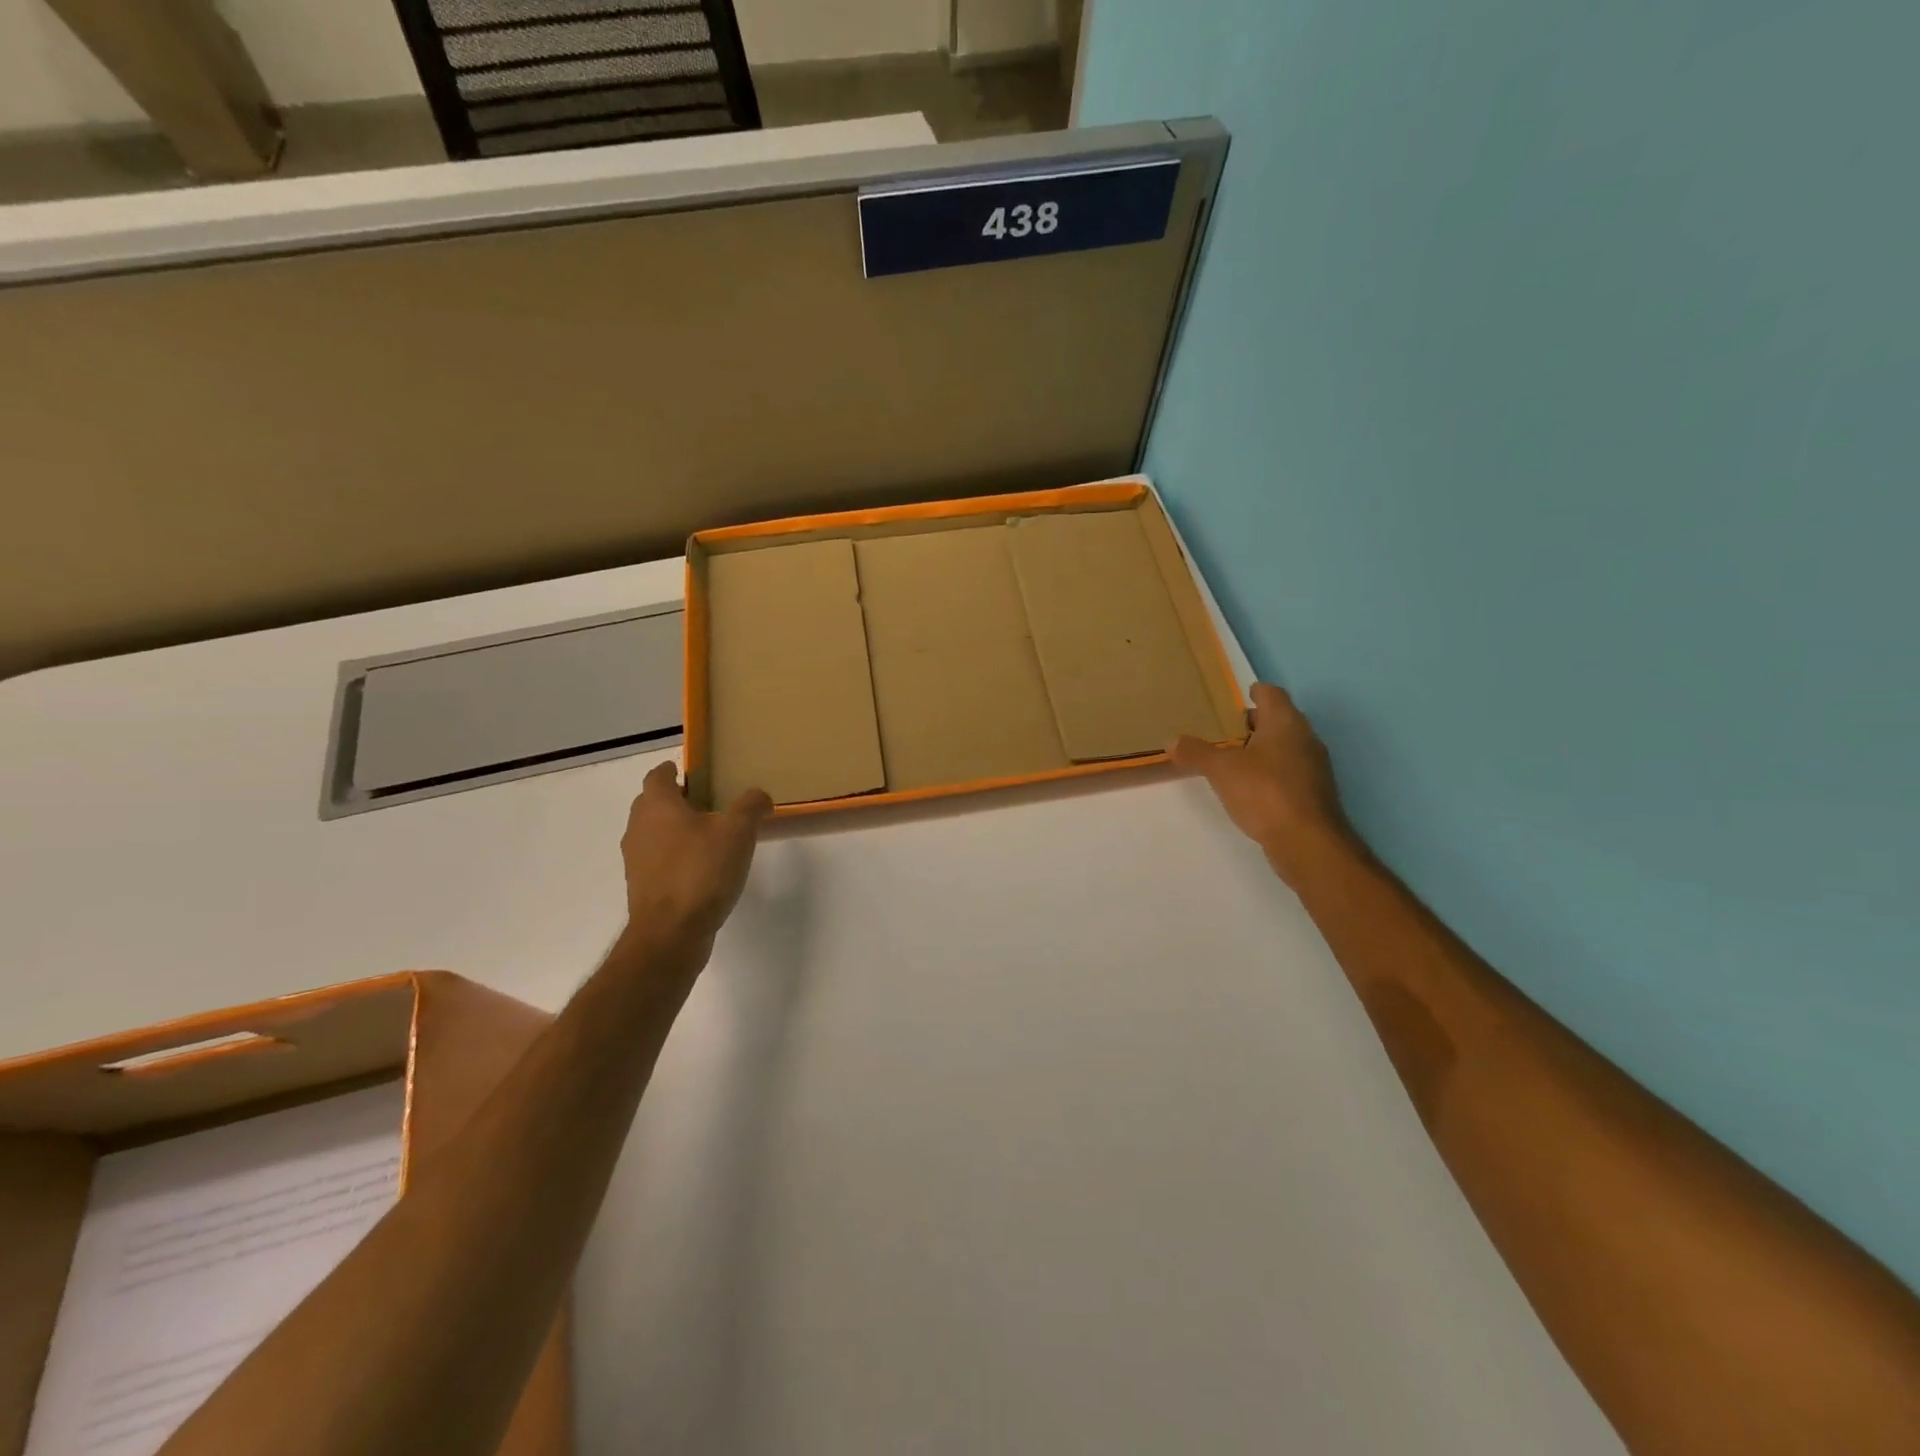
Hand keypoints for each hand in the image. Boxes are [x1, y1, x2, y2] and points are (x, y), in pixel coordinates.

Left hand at [619, 761, 771, 947]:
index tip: (696, 773)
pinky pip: (658, 861)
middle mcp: (638, 828)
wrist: (671, 933)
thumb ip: (750, 806)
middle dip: (676, 800)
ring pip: (654, 833)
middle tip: (709, 803)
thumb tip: (758, 796)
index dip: (675, 771)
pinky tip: (702, 869)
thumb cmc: (701, 870)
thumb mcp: (737, 831)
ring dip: (675, 831)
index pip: (658, 776)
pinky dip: (675, 857)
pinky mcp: (641, 887)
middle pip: (653, 803)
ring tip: (710, 837)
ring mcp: (636, 860)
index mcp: (657, 805)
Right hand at [1170, 683, 1355, 886]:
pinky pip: (1290, 771)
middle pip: (1281, 719)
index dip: (1256, 692)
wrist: (1307, 841)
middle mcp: (1305, 738)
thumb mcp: (1221, 770)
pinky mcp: (1314, 793)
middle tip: (1227, 729)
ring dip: (1264, 748)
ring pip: (1287, 746)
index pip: (1272, 694)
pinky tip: (1252, 786)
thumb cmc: (1264, 792)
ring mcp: (1314, 767)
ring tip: (1234, 758)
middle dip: (1256, 722)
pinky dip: (1272, 771)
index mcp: (1285, 722)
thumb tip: (1172, 740)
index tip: (1241, 695)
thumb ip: (1196, 752)